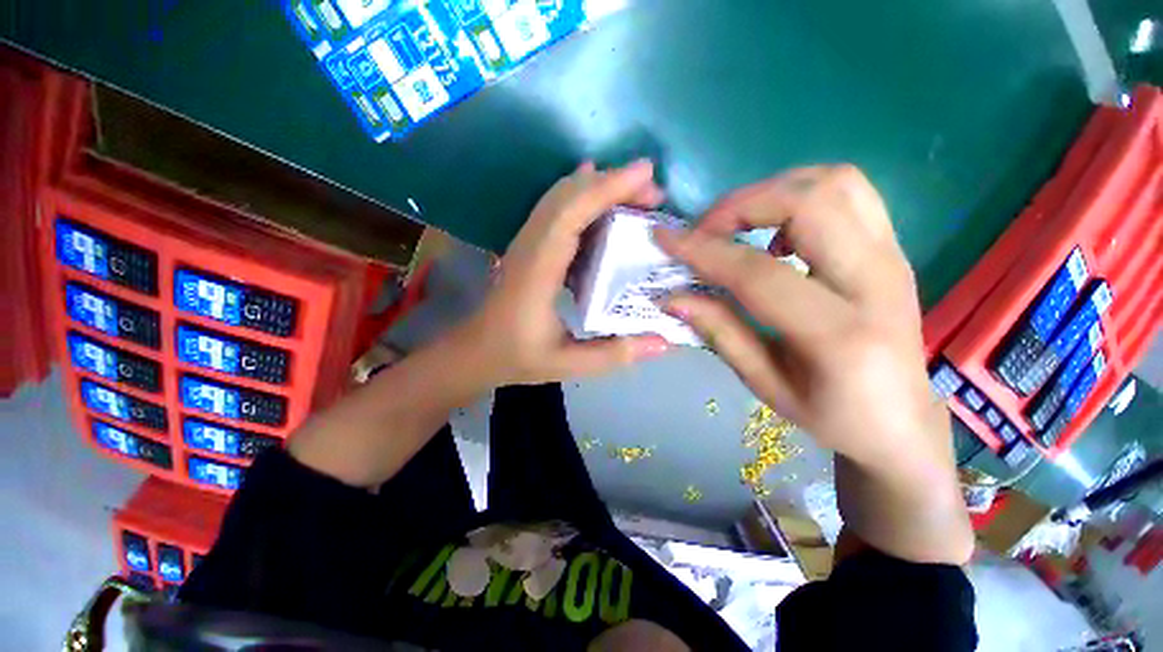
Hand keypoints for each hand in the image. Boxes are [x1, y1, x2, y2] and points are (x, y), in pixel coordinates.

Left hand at [456, 160, 671, 386]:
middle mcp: (530, 247)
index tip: (646, 174)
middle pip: (567, 196)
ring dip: (597, 186)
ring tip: (636, 192)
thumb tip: (665, 343)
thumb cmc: (517, 357)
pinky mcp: (528, 246)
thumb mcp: (566, 364)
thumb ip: (614, 354)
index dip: (607, 189)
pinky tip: (597, 194)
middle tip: (653, 191)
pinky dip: (580, 195)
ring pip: (559, 197)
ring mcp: (526, 243)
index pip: (571, 215)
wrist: (475, 352)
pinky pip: (554, 209)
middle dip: (611, 183)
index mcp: (539, 271)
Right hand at [655, 165, 940, 469]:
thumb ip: (719, 331)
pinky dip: (801, 196)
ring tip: (739, 226)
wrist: (903, 421)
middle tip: (704, 231)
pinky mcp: (894, 248)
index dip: (704, 251)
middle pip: (809, 201)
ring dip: (773, 192)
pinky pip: (848, 193)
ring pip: (835, 182)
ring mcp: (894, 257)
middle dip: (741, 204)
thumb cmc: (831, 415)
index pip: (758, 272)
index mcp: (839, 334)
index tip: (665, 239)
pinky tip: (777, 231)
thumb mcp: (763, 383)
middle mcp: (877, 281)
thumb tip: (672, 296)